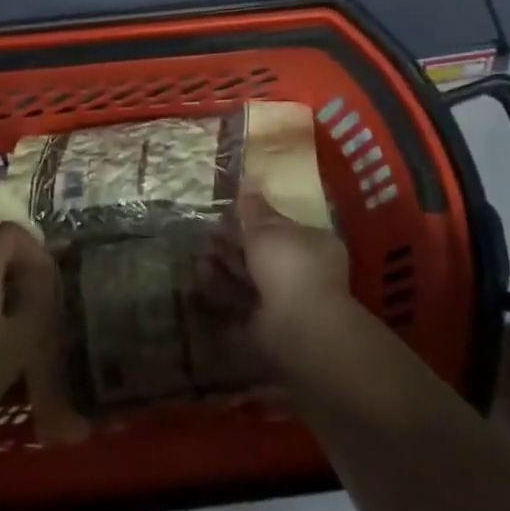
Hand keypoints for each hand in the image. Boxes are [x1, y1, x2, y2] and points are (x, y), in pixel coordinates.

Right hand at [204, 192, 354, 372]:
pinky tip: (200, 279)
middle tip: (206, 234)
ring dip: (223, 267)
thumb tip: (248, 179)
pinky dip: (220, 293)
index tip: (225, 215)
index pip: (279, 229)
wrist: (299, 331)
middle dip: (232, 245)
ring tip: (197, 255)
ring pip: (248, 281)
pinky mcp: (264, 330)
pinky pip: (238, 307)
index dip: (252, 221)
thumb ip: (255, 209)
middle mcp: (300, 274)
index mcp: (311, 246)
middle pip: (260, 256)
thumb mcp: (269, 230)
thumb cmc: (290, 268)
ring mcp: (283, 305)